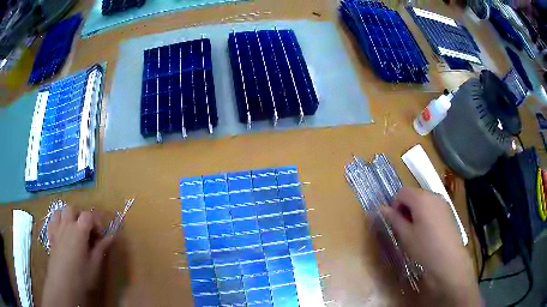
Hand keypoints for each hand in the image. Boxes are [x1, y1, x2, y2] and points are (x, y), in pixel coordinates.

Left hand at [42, 207, 114, 306]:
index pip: (88, 215)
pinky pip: (53, 221)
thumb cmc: (81, 276)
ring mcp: (57, 229)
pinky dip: (58, 222)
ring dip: (68, 216)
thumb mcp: (95, 265)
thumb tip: (111, 236)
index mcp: (79, 230)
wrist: (62, 285)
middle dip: (81, 217)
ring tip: (74, 230)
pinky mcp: (51, 236)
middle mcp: (66, 225)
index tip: (101, 236)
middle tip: (88, 232)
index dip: (96, 222)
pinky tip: (62, 233)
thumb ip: (101, 248)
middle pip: (73, 210)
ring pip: (61, 211)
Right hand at [381, 187, 479, 306]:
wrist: (449, 261)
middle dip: (406, 208)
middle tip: (404, 228)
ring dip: (416, 212)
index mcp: (421, 199)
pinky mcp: (448, 212)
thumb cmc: (424, 248)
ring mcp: (443, 203)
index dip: (395, 205)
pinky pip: (433, 207)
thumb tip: (381, 208)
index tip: (395, 222)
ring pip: (424, 201)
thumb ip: (394, 219)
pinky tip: (428, 233)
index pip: (402, 192)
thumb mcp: (405, 235)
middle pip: (414, 194)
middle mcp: (433, 195)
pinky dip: (426, 215)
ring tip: (416, 232)